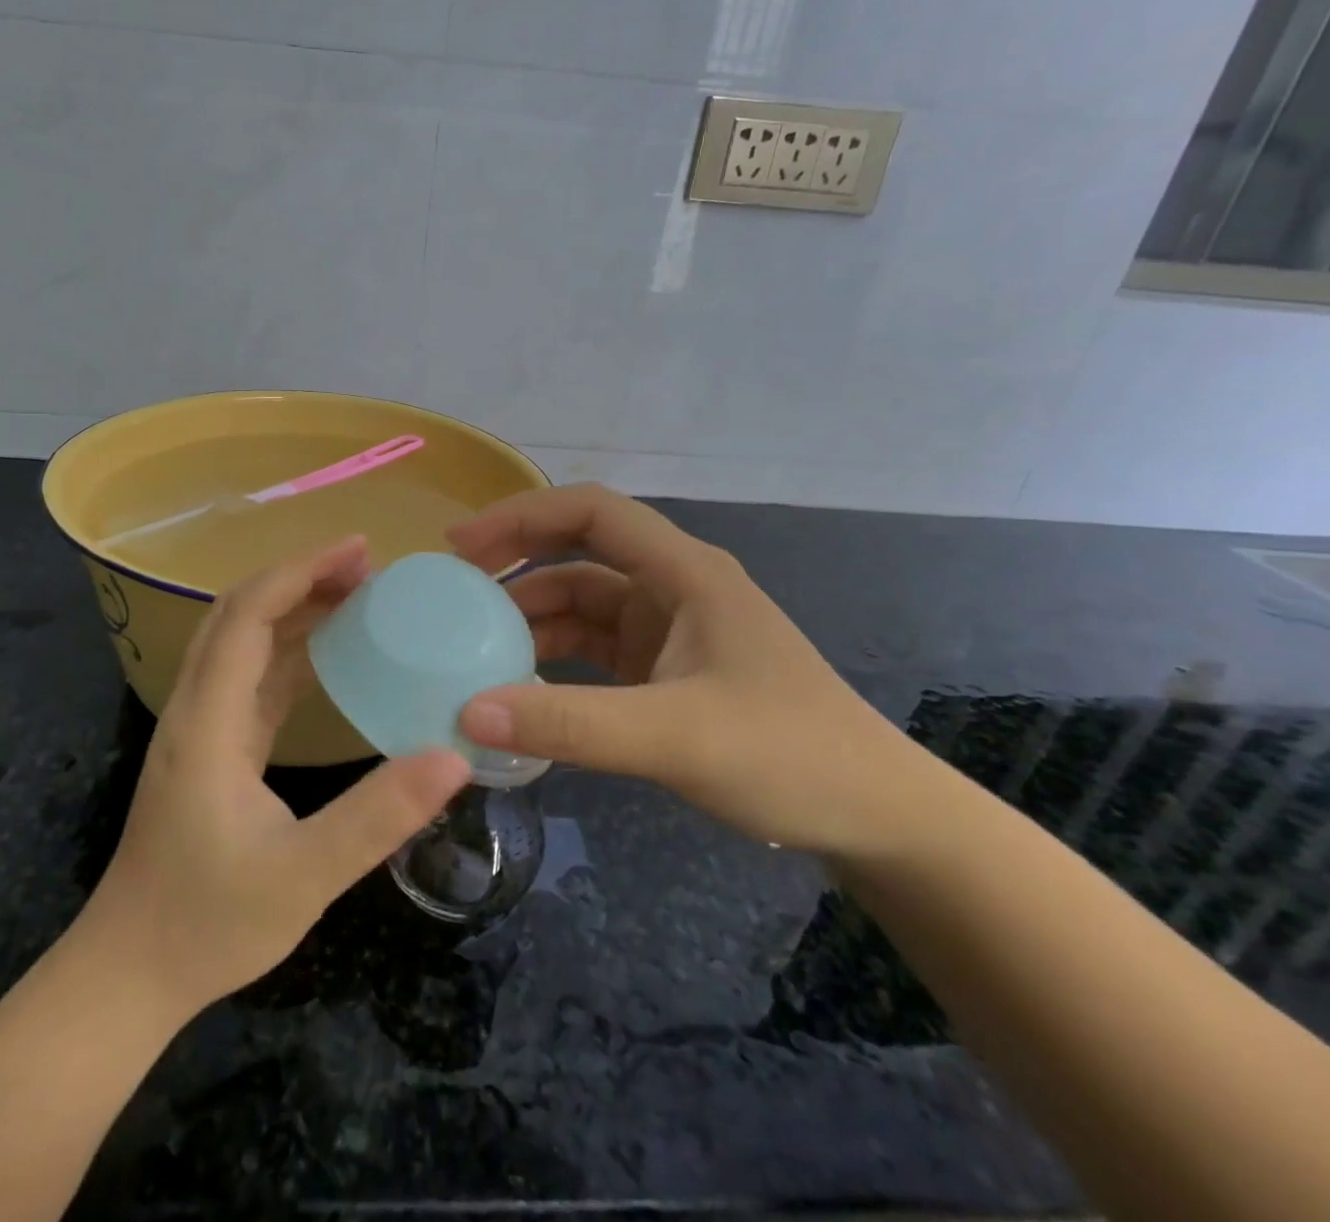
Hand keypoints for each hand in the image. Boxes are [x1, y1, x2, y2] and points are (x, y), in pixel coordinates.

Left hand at [81, 537, 469, 1018]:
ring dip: (293, 608)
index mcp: (209, 721)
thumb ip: (378, 816)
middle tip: (365, 567)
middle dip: (299, 577)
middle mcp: (196, 708)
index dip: (300, 571)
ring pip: (241, 641)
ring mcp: (199, 728)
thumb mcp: (304, 876)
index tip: (358, 550)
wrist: (129, 973)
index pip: (247, 615)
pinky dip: (288, 650)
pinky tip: (327, 656)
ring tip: (355, 596)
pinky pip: (249, 678)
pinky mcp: (210, 749)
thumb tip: (453, 756)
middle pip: (238, 613)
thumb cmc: (209, 924)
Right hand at [449, 484, 929, 858]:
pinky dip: (554, 659)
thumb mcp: (675, 736)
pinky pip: (595, 650)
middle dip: (516, 562)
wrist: (877, 819)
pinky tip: (521, 685)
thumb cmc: (790, 756)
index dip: (521, 516)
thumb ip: (571, 724)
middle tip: (452, 590)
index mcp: (684, 572)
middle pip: (579, 553)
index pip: (591, 512)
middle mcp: (673, 588)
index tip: (461, 545)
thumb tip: (468, 711)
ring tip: (474, 644)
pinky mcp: (666, 672)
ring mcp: (670, 631)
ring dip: (531, 618)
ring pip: (583, 604)